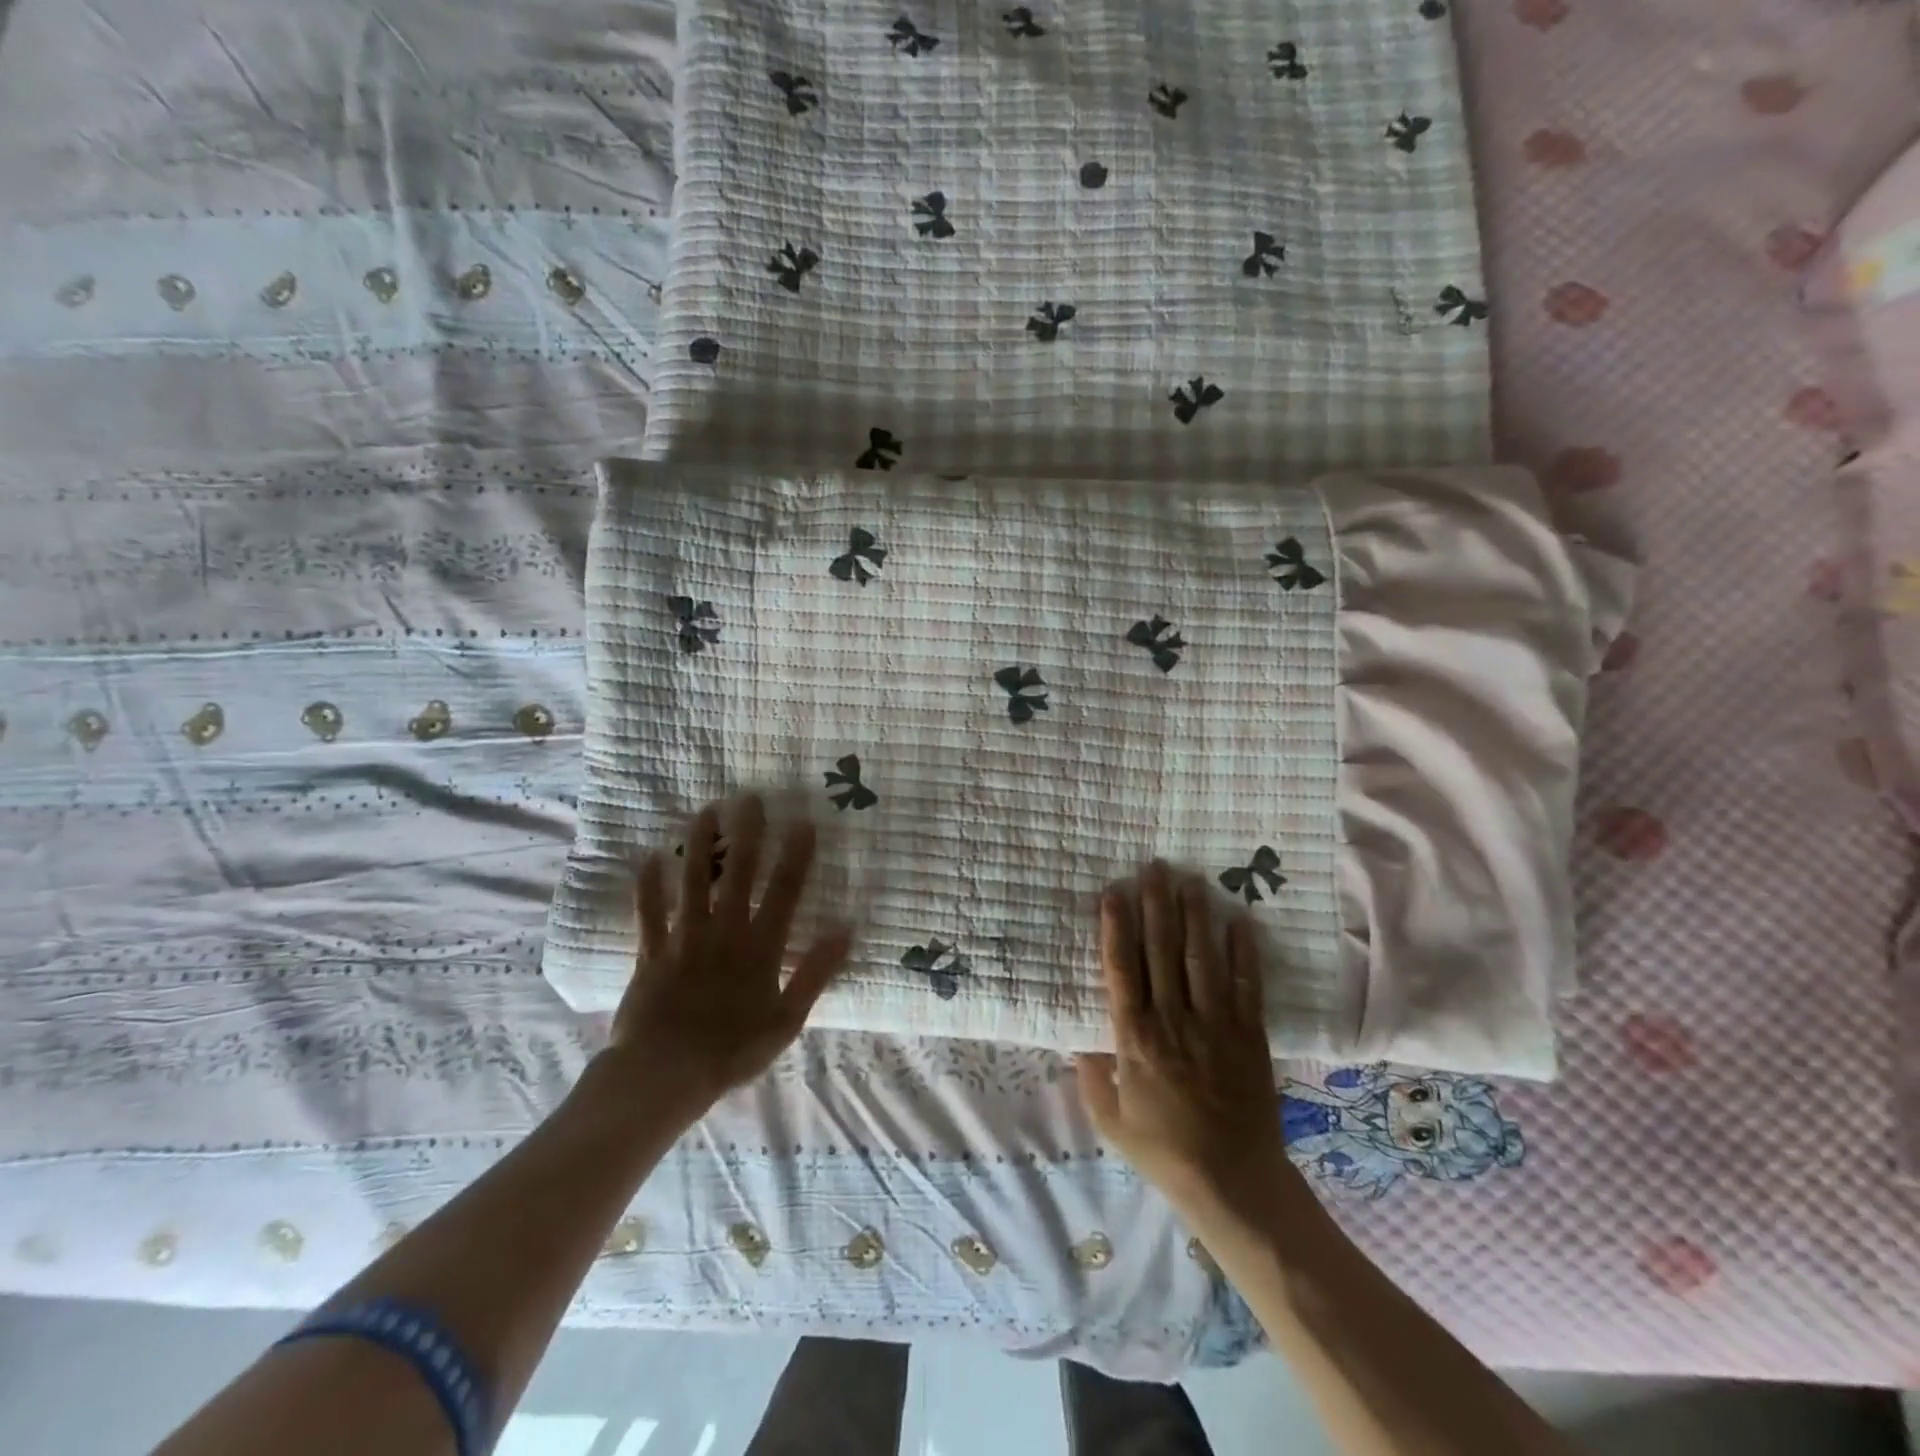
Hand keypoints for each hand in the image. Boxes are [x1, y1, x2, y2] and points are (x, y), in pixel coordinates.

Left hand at [602, 796, 850, 1119]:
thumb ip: (815, 972)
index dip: (795, 855)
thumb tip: (845, 929)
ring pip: (693, 881)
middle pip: (737, 874)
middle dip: (746, 833)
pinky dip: (647, 886)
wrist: (665, 1075)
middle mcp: (724, 932)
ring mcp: (684, 938)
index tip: (803, 821)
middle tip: (750, 797)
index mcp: (760, 947)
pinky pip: (648, 912)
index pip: (783, 891)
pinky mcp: (651, 951)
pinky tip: (648, 858)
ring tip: (705, 810)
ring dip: (699, 845)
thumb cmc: (733, 1050)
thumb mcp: (787, 1019)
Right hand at [1075, 862, 1292, 1217]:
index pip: (1122, 969)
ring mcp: (1214, 1025)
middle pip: (1161, 951)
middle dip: (1157, 904)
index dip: (1116, 927)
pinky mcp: (1249, 1035)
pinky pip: (1245, 985)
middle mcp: (1172, 1020)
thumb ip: (1091, 1075)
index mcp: (1134, 1038)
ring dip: (1195, 916)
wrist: (1232, 1182)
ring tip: (1192, 880)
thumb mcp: (1109, 1119)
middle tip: (1154, 866)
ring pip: (1201, 958)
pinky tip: (1239, 920)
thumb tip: (1077, 1039)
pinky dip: (1243, 952)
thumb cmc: (1163, 1150)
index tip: (1114, 891)